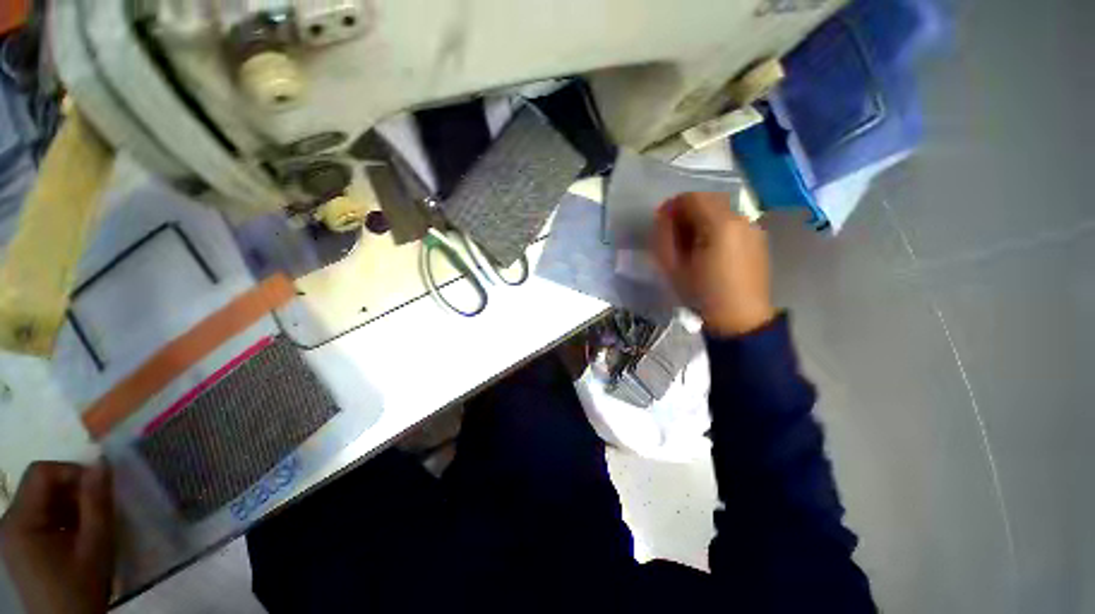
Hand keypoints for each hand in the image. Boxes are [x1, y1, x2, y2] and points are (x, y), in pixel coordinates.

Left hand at [0, 462, 114, 613]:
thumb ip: (97, 502)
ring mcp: (14, 533)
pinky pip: (42, 515)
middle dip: (74, 491)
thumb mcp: (95, 545)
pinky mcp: (22, 542)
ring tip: (92, 524)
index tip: (99, 487)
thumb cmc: (81, 587)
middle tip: (100, 507)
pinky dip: (64, 518)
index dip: (72, 472)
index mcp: (21, 520)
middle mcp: (10, 520)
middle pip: (41, 485)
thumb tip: (102, 463)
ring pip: (44, 500)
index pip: (42, 473)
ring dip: (71, 505)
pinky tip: (80, 535)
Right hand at [652, 192, 774, 335]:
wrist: (741, 319)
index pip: (691, 197)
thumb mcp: (672, 268)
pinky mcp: (758, 238)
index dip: (672, 206)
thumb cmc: (702, 294)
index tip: (661, 223)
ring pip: (721, 209)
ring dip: (701, 217)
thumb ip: (663, 237)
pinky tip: (708, 248)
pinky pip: (732, 222)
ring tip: (690, 242)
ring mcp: (753, 227)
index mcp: (719, 224)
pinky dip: (715, 226)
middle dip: (686, 210)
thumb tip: (663, 218)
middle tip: (673, 233)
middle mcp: (740, 218)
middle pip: (708, 199)